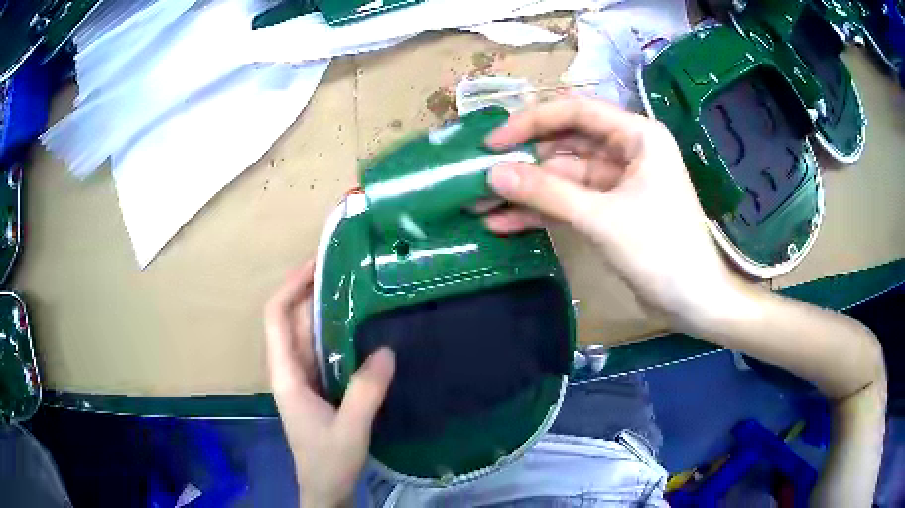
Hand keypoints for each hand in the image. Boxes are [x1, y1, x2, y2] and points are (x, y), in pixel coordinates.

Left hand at [264, 261, 394, 507]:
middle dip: (312, 291)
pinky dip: (339, 335)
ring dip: (326, 311)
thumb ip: (366, 391)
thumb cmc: (328, 462)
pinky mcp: (319, 388)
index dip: (291, 286)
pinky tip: (363, 329)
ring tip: (358, 289)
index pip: (276, 317)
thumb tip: (387, 350)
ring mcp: (304, 379)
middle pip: (292, 320)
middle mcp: (291, 370)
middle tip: (347, 269)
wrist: (326, 490)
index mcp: (286, 375)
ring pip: (309, 335)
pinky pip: (325, 352)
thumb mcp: (350, 429)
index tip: (317, 265)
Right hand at [484, 97, 736, 329]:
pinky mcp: (610, 211)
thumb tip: (493, 175)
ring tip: (481, 206)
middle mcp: (627, 151)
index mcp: (637, 136)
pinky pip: (570, 203)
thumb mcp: (603, 218)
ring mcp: (617, 183)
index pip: (576, 112)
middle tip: (479, 177)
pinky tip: (505, 224)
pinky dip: (541, 212)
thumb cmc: (662, 251)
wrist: (695, 302)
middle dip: (523, 163)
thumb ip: (548, 193)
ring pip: (563, 177)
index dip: (531, 122)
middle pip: (565, 146)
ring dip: (526, 192)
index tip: (493, 142)